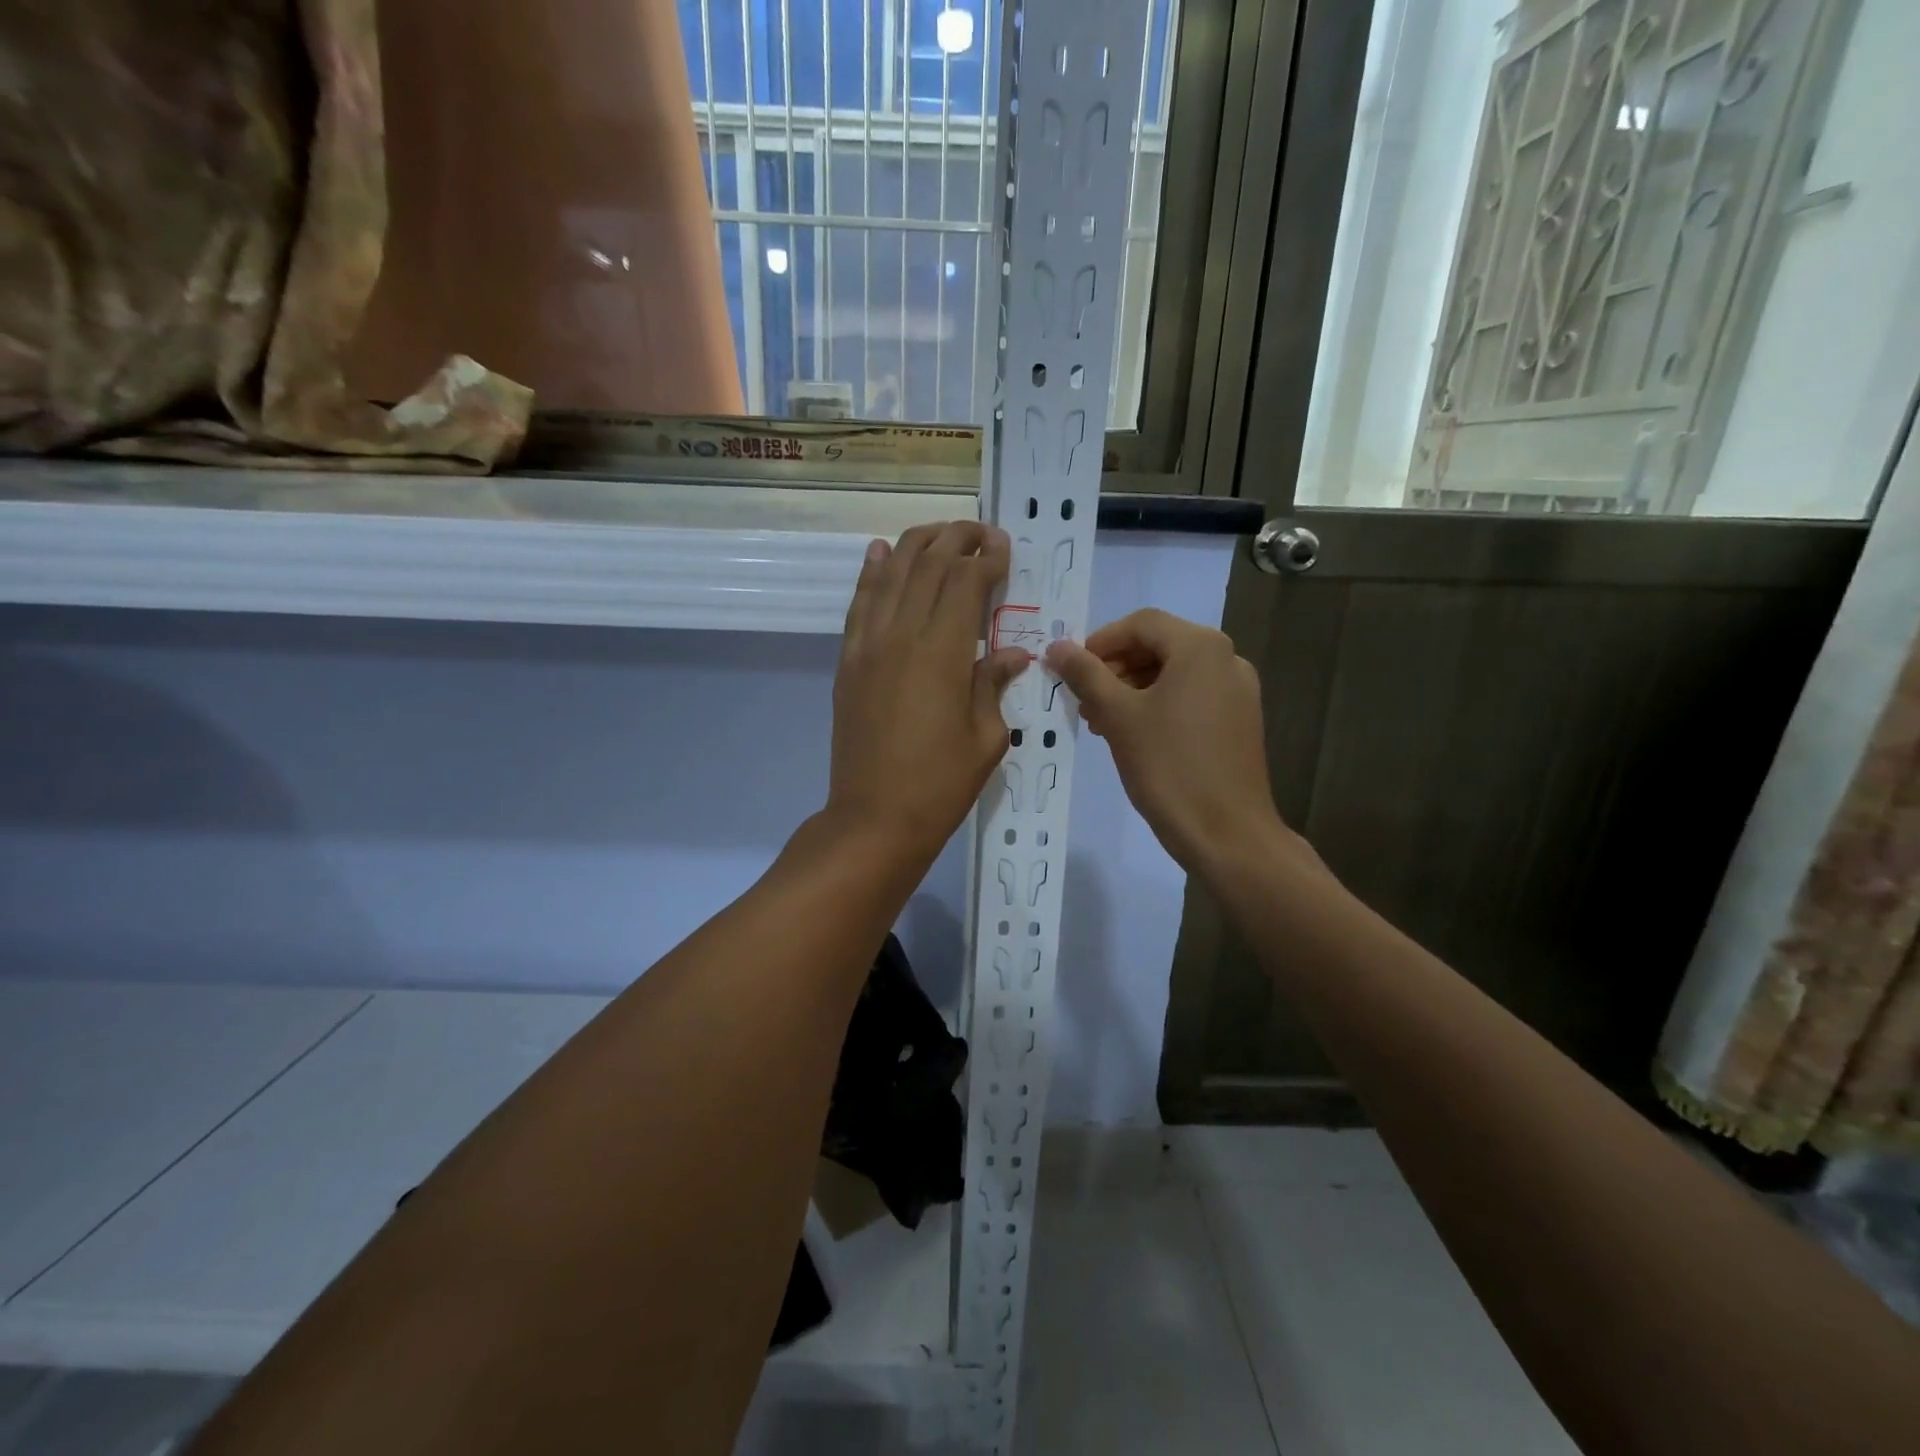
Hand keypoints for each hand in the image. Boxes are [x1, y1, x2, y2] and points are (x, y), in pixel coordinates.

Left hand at [825, 522, 1030, 864]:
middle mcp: (901, 636)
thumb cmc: (940, 784)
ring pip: (890, 574)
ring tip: (941, 533)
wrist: (874, 819)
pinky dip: (870, 573)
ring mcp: (868, 646)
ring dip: (917, 545)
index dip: (987, 559)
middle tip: (981, 532)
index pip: (965, 583)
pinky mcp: (848, 662)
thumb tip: (1010, 654)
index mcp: (943, 653)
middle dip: (957, 540)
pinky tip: (879, 552)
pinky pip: (859, 605)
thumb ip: (993, 684)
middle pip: (927, 566)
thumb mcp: (986, 738)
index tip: (1005, 548)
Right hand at [1045, 608, 1289, 873]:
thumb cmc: (1168, 766)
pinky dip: (1158, 705)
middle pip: (1159, 646)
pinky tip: (1134, 736)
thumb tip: (1056, 646)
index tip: (1072, 671)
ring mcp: (1238, 691)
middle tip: (1084, 701)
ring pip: (1174, 674)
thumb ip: (1086, 674)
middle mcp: (1226, 658)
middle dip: (1115, 669)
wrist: (1226, 833)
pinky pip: (1192, 696)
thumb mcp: (1118, 716)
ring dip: (1133, 689)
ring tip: (1102, 723)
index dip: (1100, 642)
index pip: (1141, 624)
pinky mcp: (1240, 720)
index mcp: (1200, 647)